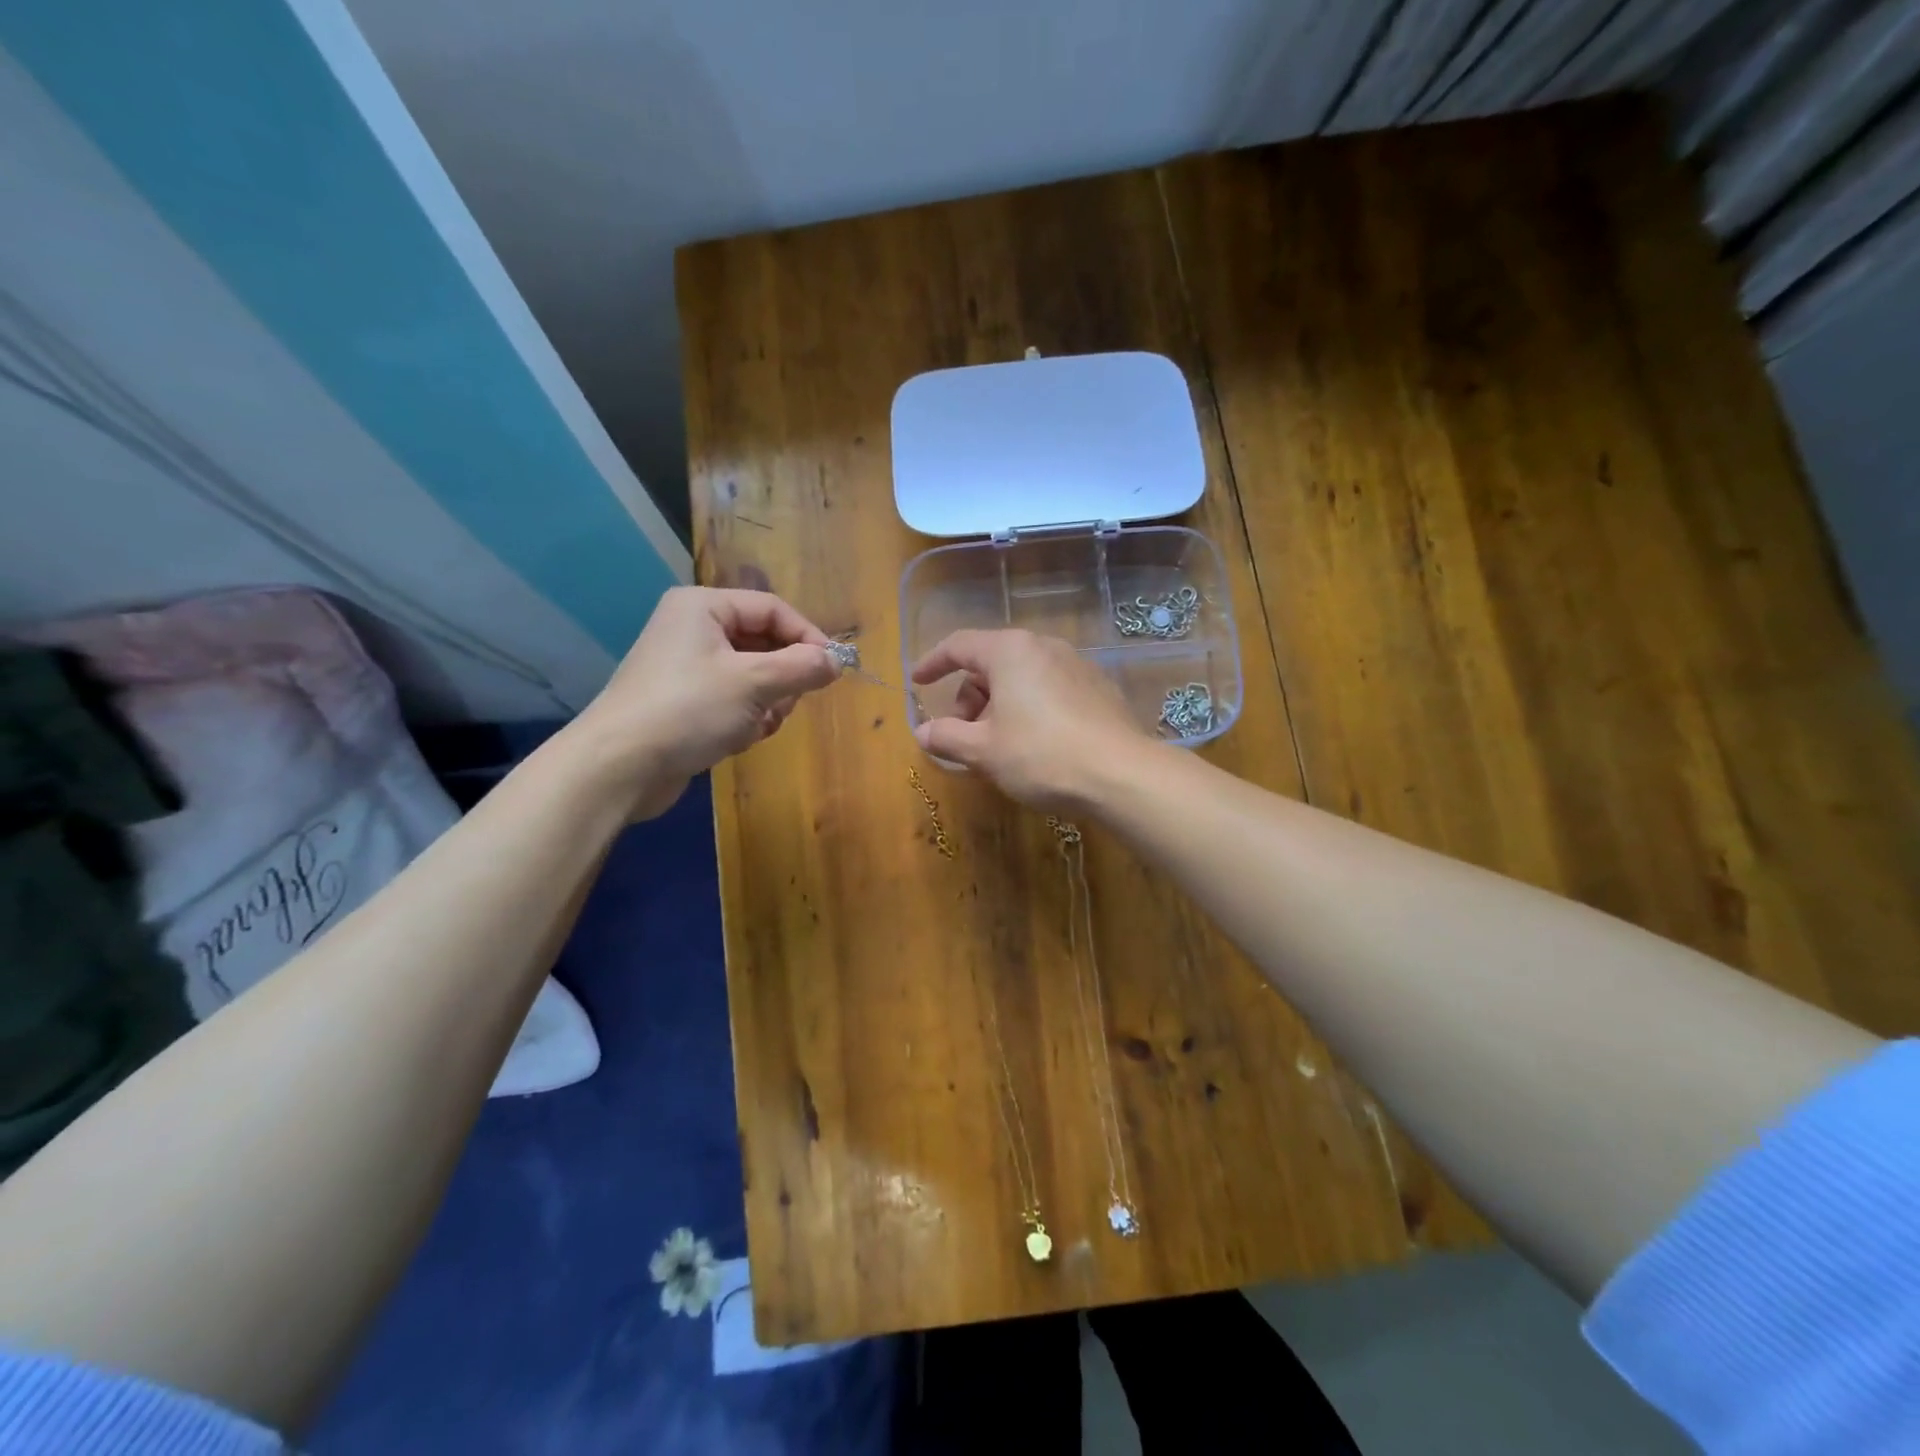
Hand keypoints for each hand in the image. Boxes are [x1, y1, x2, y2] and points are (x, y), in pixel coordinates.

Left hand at [572, 587, 837, 817]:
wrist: (618, 767)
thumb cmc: (688, 710)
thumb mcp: (754, 684)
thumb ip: (802, 668)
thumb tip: (837, 661)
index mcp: (704, 607)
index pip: (772, 609)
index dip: (807, 636)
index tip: (833, 669)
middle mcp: (694, 629)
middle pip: (764, 643)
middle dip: (783, 677)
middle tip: (787, 704)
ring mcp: (688, 668)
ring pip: (754, 676)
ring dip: (767, 703)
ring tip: (757, 726)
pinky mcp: (686, 702)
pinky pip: (734, 700)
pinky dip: (746, 718)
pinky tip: (739, 739)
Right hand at [910, 629, 1154, 808]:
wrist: (1121, 774)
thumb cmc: (1041, 755)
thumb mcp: (983, 750)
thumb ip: (946, 737)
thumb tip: (922, 733)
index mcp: (1010, 651)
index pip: (959, 645)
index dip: (933, 663)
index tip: (917, 682)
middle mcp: (1044, 647)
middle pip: (991, 663)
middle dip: (970, 697)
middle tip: (964, 735)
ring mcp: (1076, 665)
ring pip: (1022, 678)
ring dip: (999, 706)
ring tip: (999, 746)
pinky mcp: (1098, 688)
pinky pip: (1049, 689)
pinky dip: (1029, 708)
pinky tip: (1035, 744)